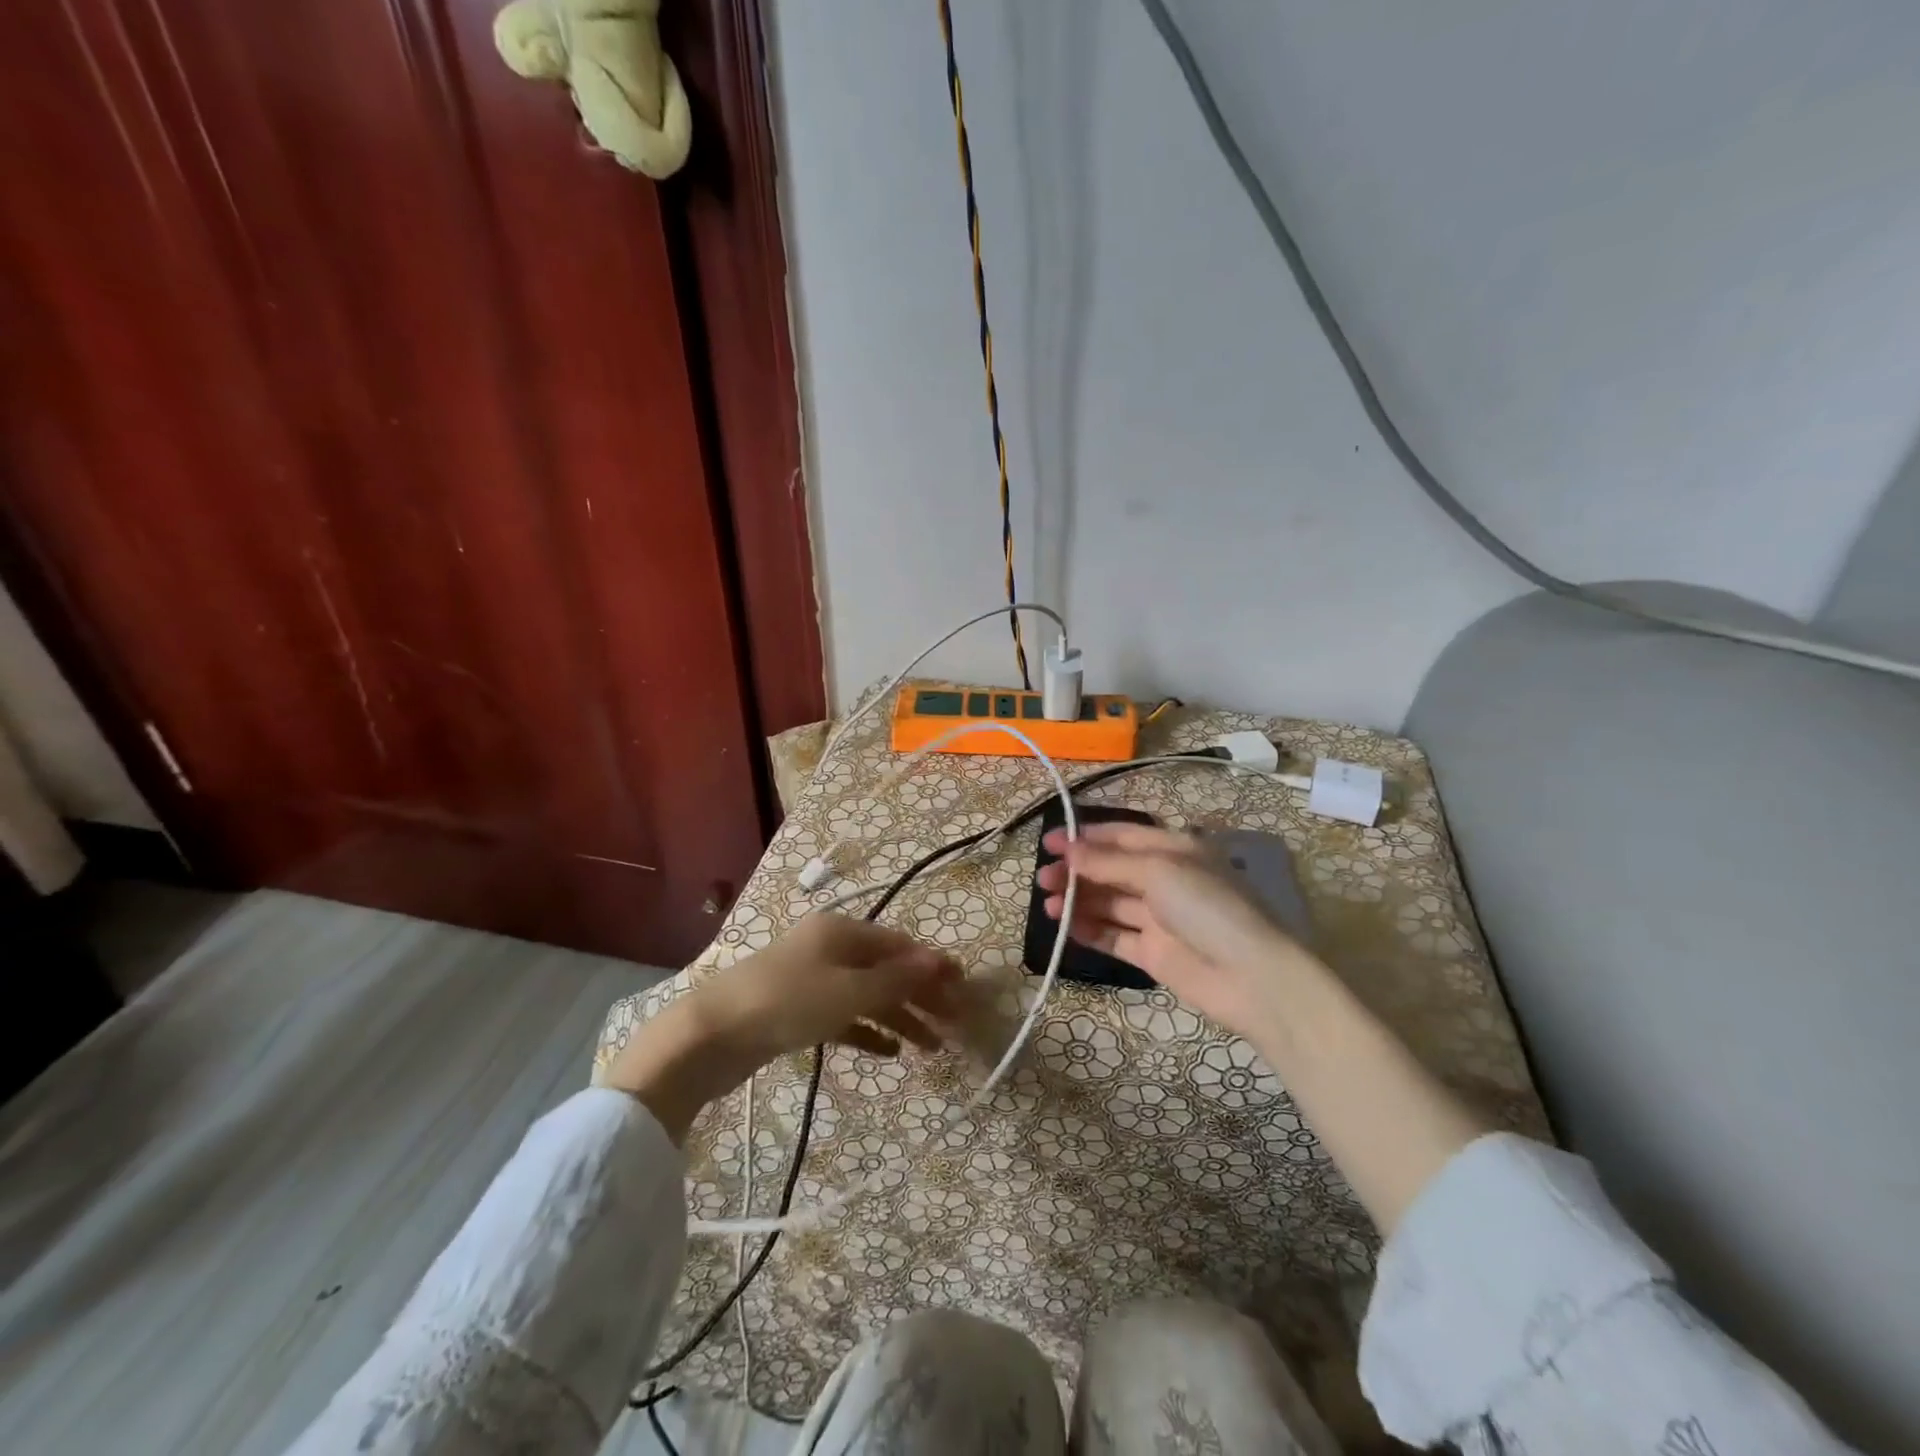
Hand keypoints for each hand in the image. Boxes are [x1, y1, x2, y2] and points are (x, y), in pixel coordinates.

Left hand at [604, 914, 959, 1140]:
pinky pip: (844, 1017)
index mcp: (842, 931)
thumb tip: (938, 961)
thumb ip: (897, 979)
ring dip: (900, 1018)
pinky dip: (868, 1031)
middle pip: (887, 970)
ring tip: (932, 1048)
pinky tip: (890, 1053)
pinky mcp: (797, 1010)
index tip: (964, 989)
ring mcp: (812, 979)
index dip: (933, 965)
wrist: (709, 1036)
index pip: (900, 945)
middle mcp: (830, 948)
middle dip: (921, 996)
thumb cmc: (786, 1003)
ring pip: (868, 996)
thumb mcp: (848, 992)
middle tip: (954, 1024)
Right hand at [1035, 822, 1309, 1040]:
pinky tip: (1065, 927)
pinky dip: (1089, 930)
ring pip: (1109, 903)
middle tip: (1043, 879)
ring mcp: (1158, 919)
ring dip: (1078, 900)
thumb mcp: (1159, 871)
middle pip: (1110, 870)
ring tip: (1049, 905)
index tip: (1049, 843)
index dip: (1085, 837)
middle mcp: (1165, 880)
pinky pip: (1113, 936)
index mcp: (1174, 849)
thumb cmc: (1208, 907)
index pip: (1122, 835)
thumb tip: (1067, 850)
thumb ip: (1108, 862)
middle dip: (1076, 871)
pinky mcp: (1152, 954)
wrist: (1251, 977)